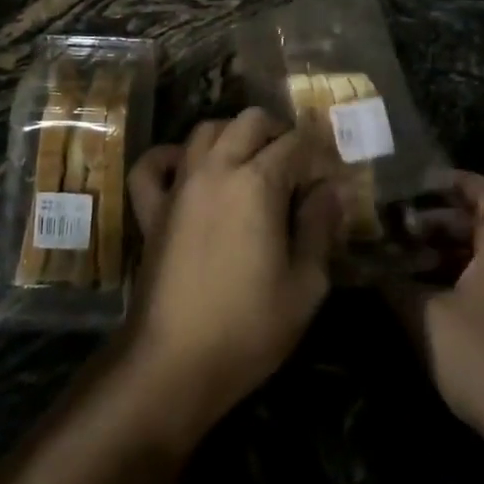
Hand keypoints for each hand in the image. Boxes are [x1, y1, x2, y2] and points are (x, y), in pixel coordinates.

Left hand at [122, 109, 345, 436]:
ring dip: (232, 135)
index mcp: (258, 183)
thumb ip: (320, 228)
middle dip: (278, 131)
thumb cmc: (248, 327)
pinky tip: (186, 167)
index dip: (319, 149)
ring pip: (204, 131)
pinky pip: (152, 165)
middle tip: (296, 161)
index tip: (332, 167)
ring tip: (250, 160)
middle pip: (249, 122)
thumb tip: (332, 190)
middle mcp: (216, 169)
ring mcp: (179, 185)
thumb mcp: (305, 285)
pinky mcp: (151, 208)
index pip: (295, 143)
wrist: (173, 361)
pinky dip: (169, 157)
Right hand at [386, 172, 483, 448]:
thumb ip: (395, 285)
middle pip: (480, 223)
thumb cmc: (483, 356)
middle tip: (397, 225)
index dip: (452, 180)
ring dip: (444, 254)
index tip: (415, 184)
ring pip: (482, 258)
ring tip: (403, 260)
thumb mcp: (426, 315)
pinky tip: (424, 299)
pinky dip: (457, 281)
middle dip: (437, 220)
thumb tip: (367, 266)